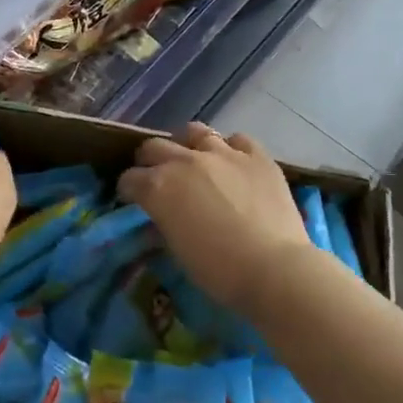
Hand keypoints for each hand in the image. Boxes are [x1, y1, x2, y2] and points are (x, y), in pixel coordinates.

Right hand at [117, 123, 310, 313]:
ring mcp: (223, 153)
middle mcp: (185, 161)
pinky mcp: (256, 155)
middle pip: (154, 147)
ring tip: (194, 160)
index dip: (128, 189)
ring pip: (194, 131)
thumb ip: (163, 224)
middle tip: (156, 177)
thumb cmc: (219, 271)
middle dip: (149, 162)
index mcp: (159, 187)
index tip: (132, 199)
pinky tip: (234, 163)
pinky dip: (231, 149)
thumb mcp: (177, 251)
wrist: (274, 268)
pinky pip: (238, 140)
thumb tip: (158, 217)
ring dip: (187, 145)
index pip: (129, 179)